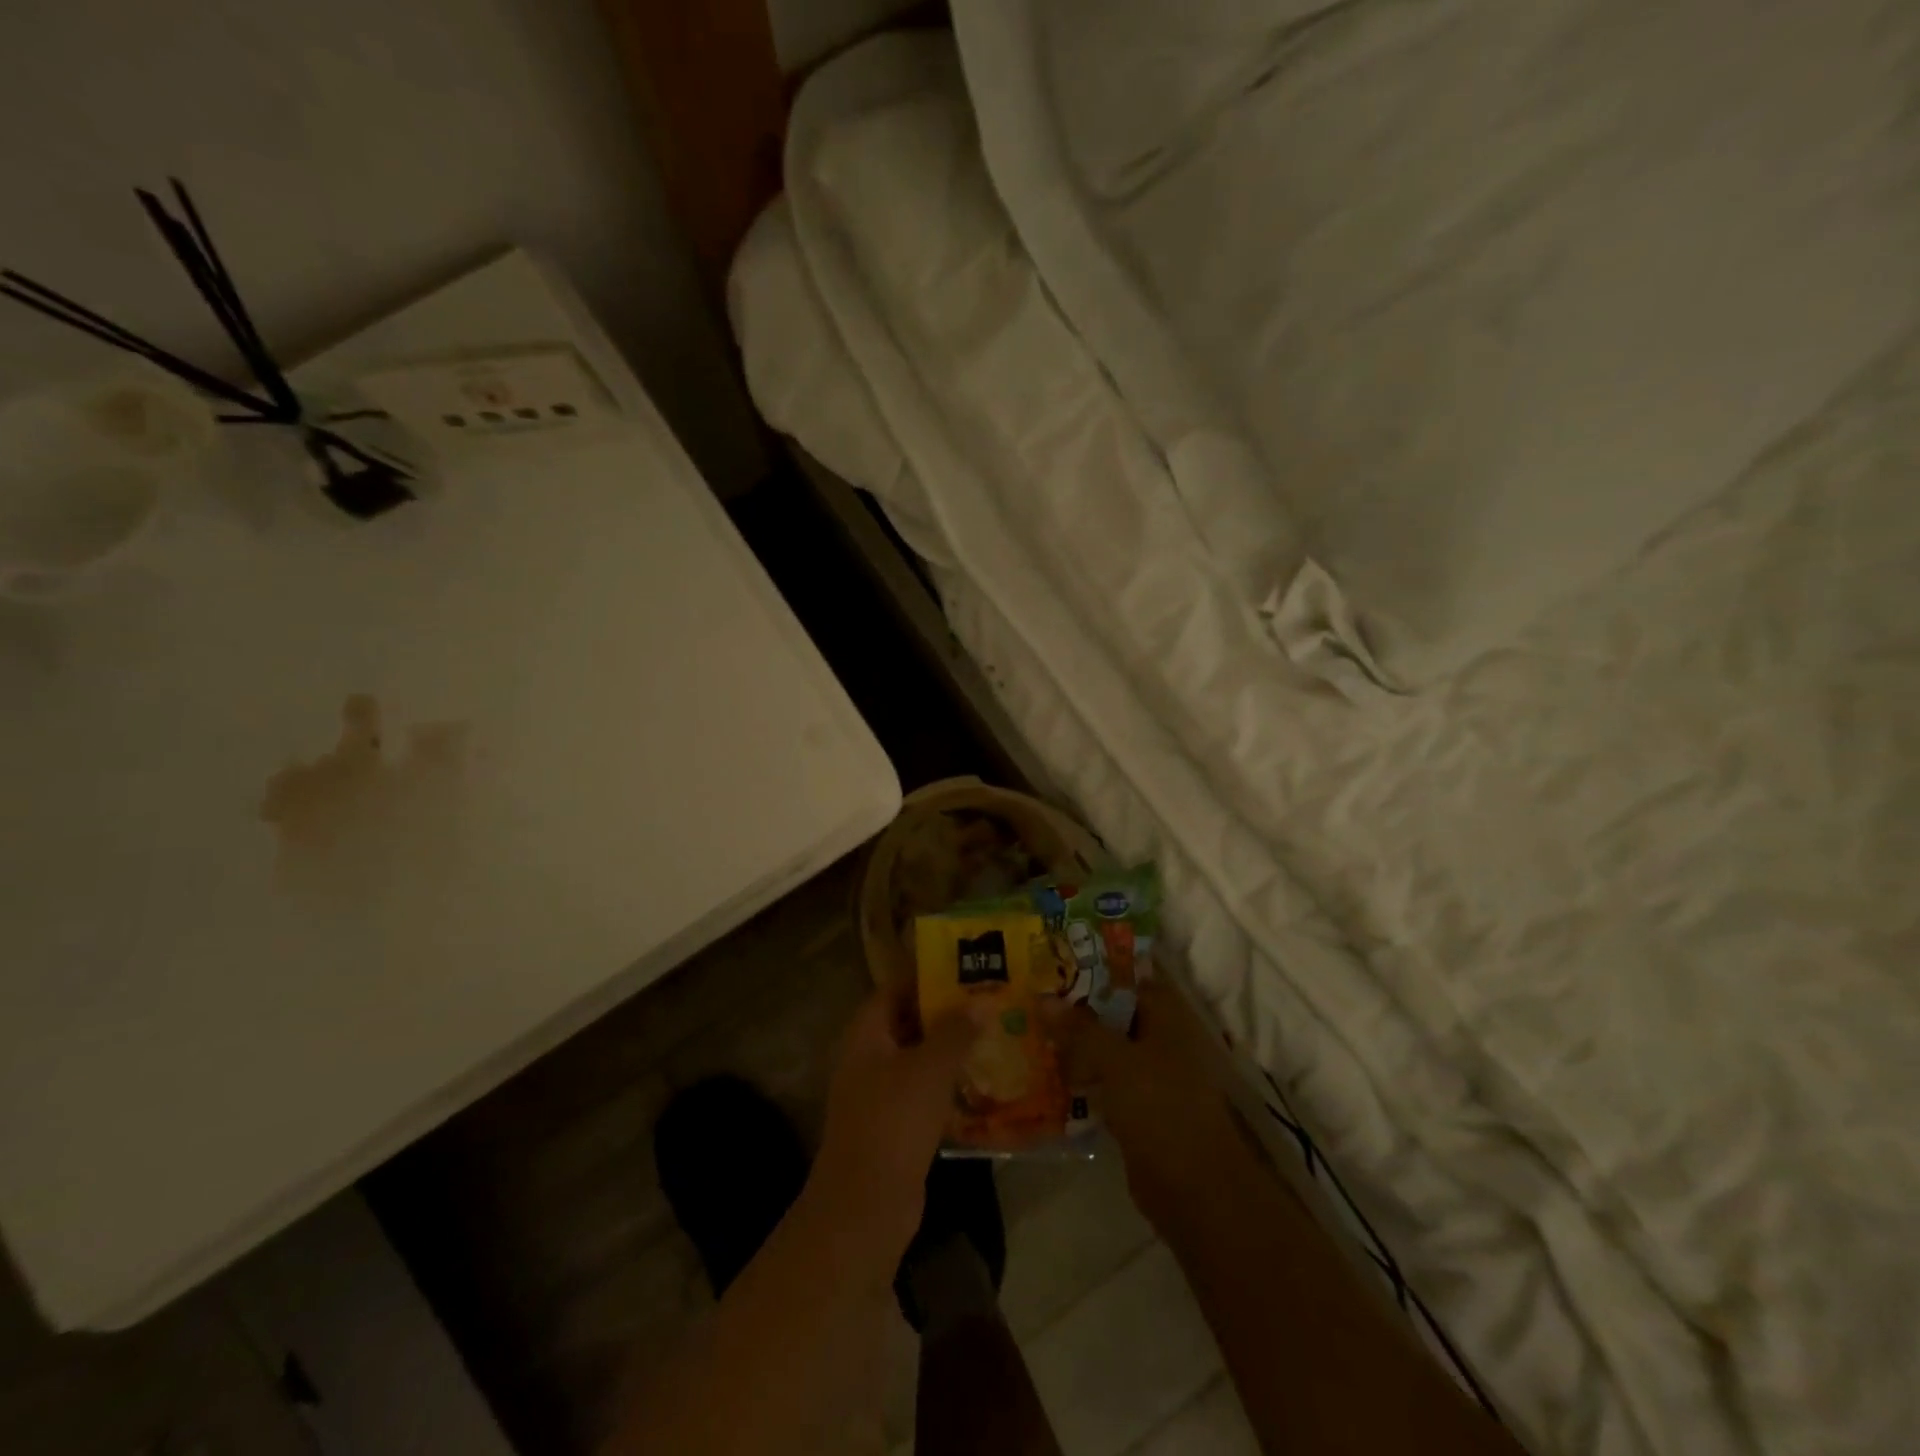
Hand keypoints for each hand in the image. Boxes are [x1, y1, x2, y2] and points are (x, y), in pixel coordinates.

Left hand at [810, 989, 983, 1264]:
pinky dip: (948, 1083)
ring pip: (918, 1058)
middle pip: (908, 1022)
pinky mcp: (894, 1125)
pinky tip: (983, 1082)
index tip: (965, 967)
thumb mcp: (930, 1069)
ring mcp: (879, 1093)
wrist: (866, 1206)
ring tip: (994, 1034)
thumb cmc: (894, 1121)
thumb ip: (956, 1031)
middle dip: (946, 1012)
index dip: (926, 975)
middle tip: (988, 999)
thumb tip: (982, 1000)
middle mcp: (868, 1057)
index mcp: (866, 1033)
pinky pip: (923, 1091)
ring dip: (950, 1048)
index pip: (895, 988)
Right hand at [1047, 978, 1243, 1225]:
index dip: (1091, 966)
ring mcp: (1148, 1074)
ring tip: (1027, 1027)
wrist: (1196, 1190)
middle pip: (1111, 1011)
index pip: (1125, 976)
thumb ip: (1079, 1029)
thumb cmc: (1162, 1109)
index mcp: (1165, 1014)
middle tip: (1028, 993)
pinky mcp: (1136, 1107)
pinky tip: (1043, 1072)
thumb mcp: (1116, 1061)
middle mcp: (1158, 1037)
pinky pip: (1102, 1080)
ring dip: (1072, 1042)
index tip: (1050, 960)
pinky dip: (1079, 1075)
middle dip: (1074, 1006)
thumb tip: (1042, 998)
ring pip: (1104, 1046)